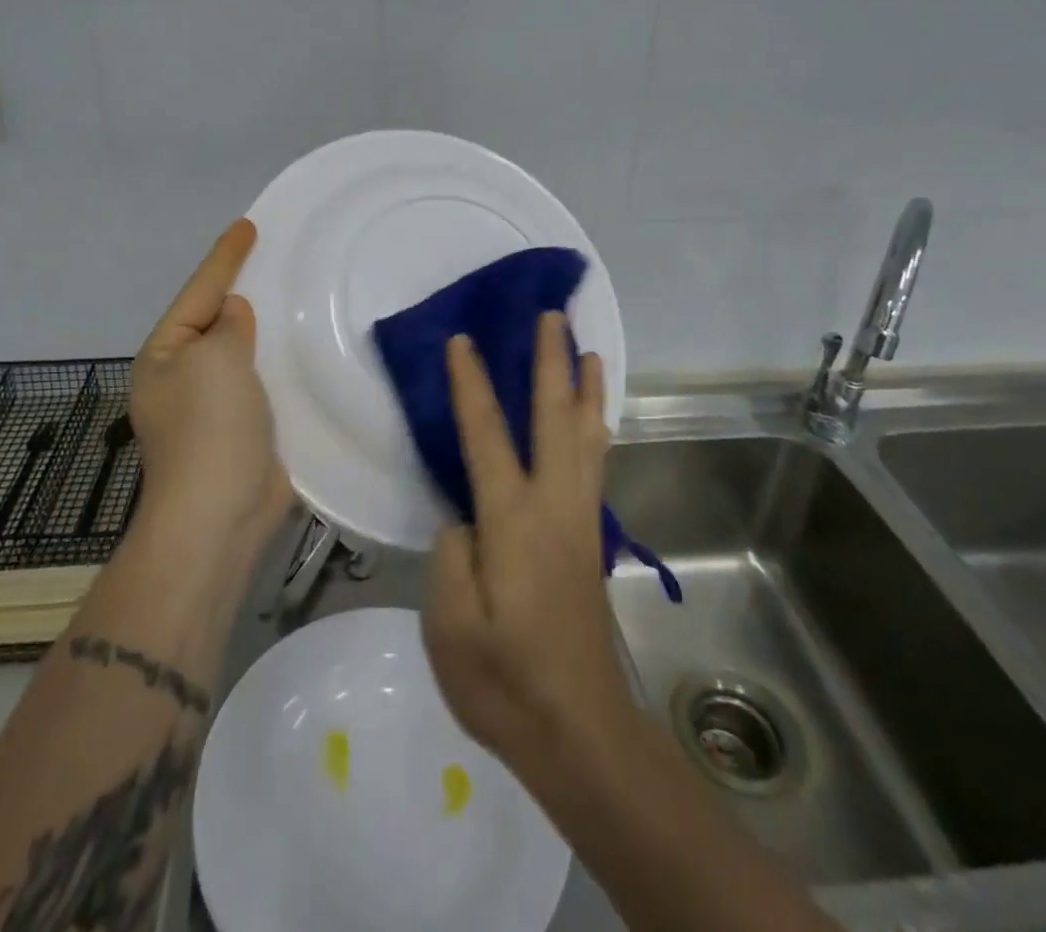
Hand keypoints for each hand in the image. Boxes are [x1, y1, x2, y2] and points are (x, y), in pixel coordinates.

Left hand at [131, 219, 293, 547]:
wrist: (221, 514)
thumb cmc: (210, 427)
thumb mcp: (214, 360)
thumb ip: (228, 327)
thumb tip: (235, 315)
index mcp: (165, 355)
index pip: (199, 291)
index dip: (225, 257)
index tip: (249, 225)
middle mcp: (185, 376)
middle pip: (218, 321)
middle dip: (245, 291)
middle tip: (278, 258)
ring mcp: (215, 406)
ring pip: (246, 352)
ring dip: (268, 329)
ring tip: (299, 296)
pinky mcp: (248, 429)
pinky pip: (266, 382)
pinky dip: (283, 363)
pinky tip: (309, 348)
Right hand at [422, 314, 635, 772]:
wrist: (578, 729)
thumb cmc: (504, 680)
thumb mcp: (449, 623)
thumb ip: (451, 555)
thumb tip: (465, 517)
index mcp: (512, 520)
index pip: (486, 435)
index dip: (471, 384)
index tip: (461, 340)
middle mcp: (554, 505)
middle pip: (555, 417)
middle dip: (550, 362)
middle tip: (551, 316)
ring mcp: (579, 520)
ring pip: (587, 435)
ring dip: (585, 387)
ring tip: (587, 350)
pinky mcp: (590, 538)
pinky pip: (595, 462)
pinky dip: (596, 426)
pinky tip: (594, 418)